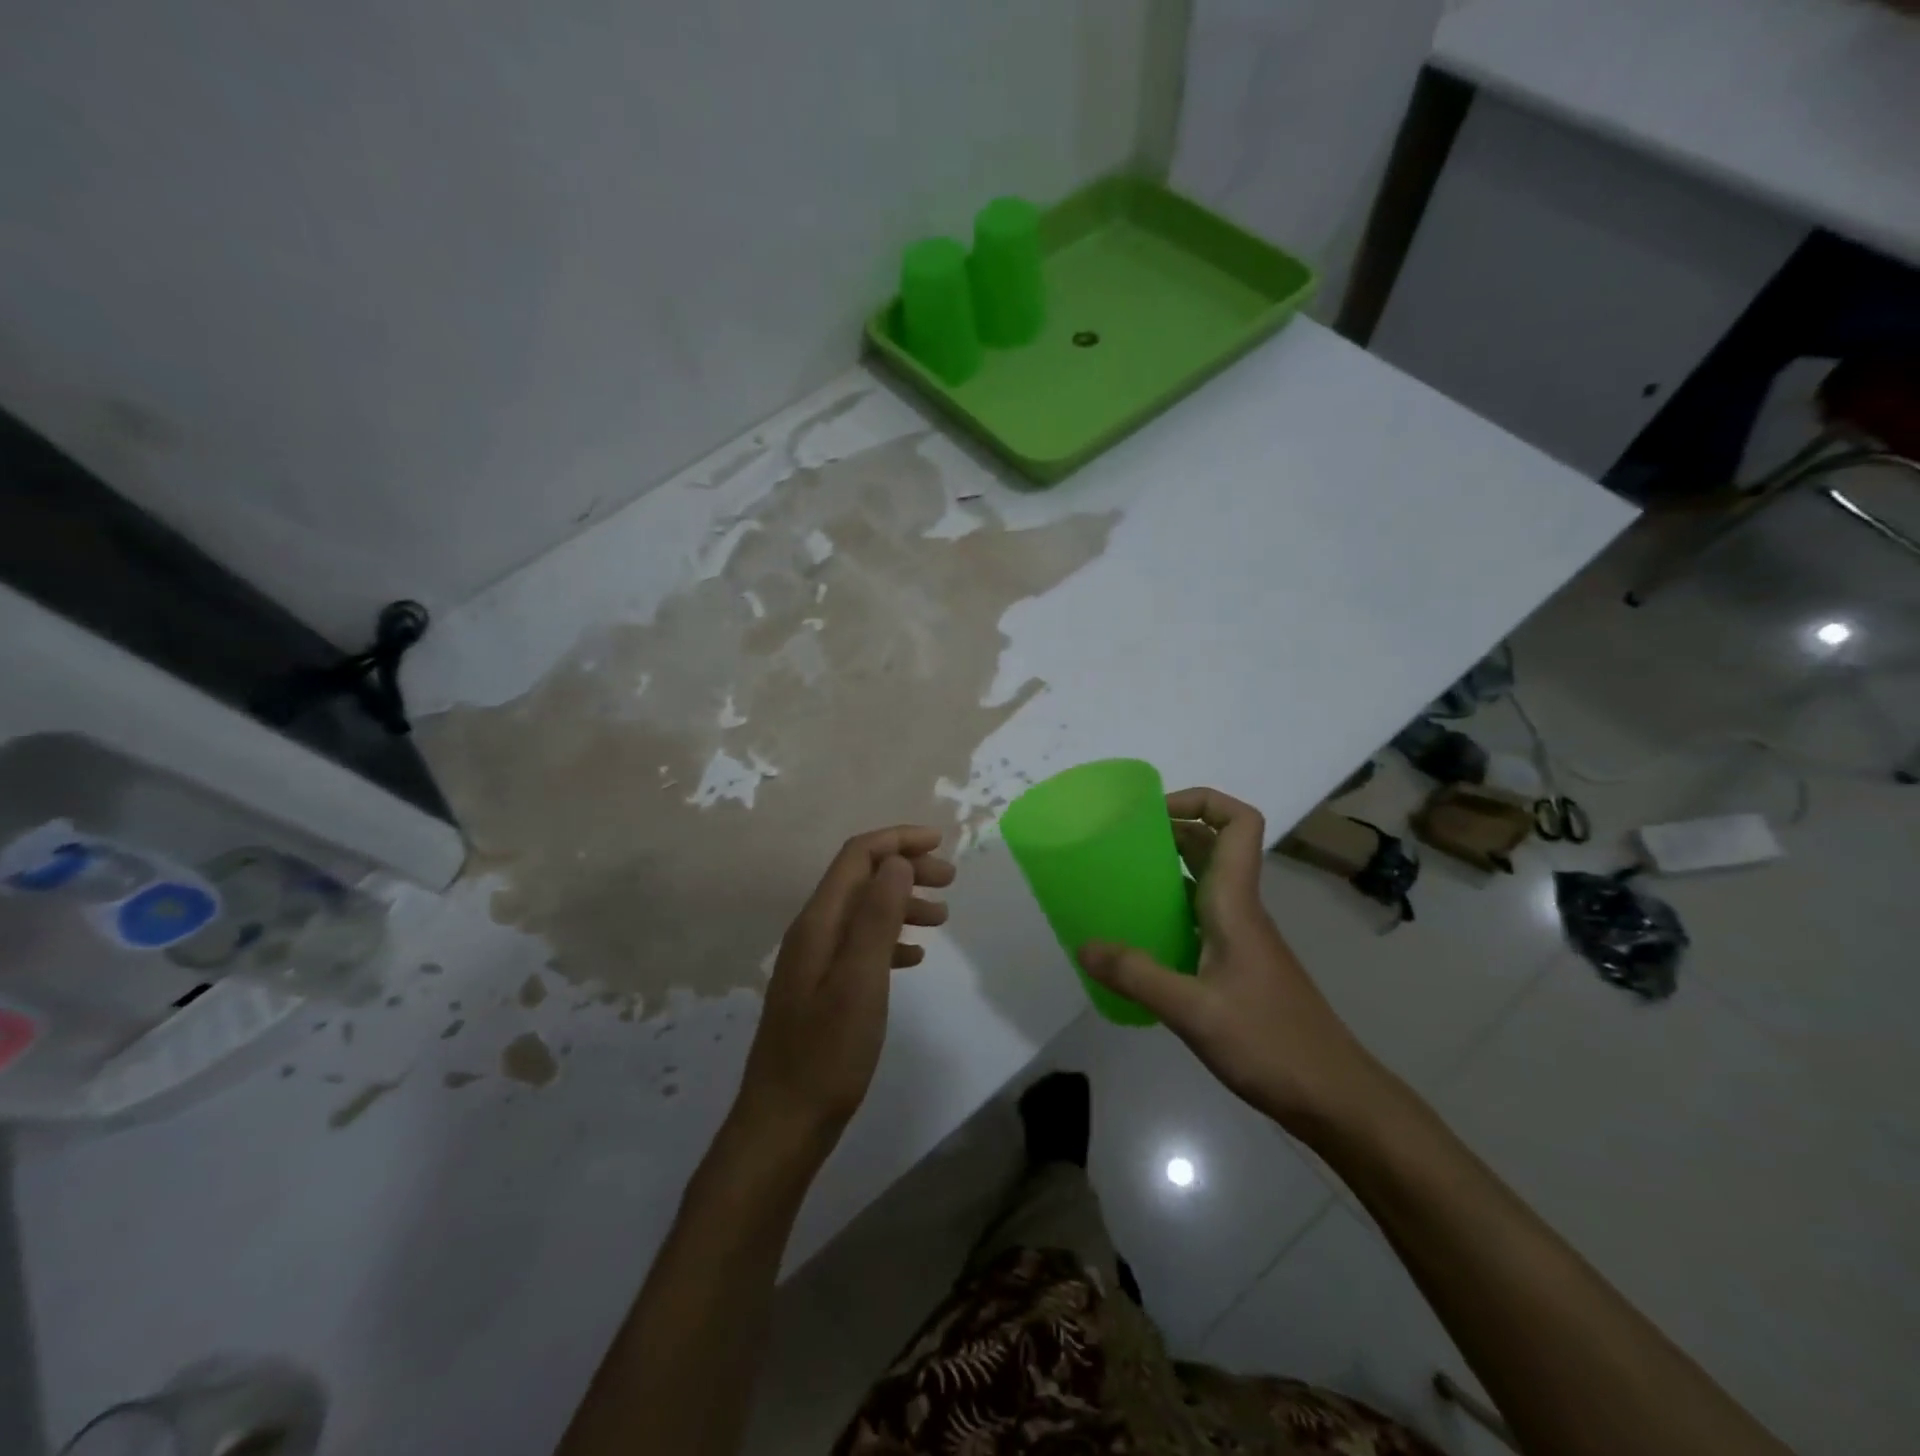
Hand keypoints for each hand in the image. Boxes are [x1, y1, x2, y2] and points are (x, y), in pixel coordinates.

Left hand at [733, 826, 953, 1159]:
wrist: (784, 1124)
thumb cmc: (827, 1053)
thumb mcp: (860, 981)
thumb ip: (877, 917)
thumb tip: (897, 860)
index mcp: (818, 923)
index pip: (857, 856)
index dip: (897, 840)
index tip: (941, 843)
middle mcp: (813, 932)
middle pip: (861, 878)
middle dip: (905, 868)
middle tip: (950, 880)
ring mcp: (815, 962)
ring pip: (864, 911)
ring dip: (902, 903)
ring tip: (942, 917)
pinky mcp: (822, 990)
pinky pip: (861, 946)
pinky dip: (891, 939)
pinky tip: (914, 957)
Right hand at [1079, 788, 1389, 1141]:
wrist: (1333, 1097)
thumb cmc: (1270, 1043)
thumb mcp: (1193, 1011)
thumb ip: (1136, 976)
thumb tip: (1083, 946)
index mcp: (1236, 903)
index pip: (1238, 823)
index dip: (1201, 801)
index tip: (1153, 812)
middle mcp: (1240, 909)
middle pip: (1214, 844)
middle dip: (1170, 830)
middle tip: (1119, 843)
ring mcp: (1242, 938)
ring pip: (1205, 881)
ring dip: (1167, 869)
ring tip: (1119, 882)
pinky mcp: (1238, 965)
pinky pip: (1200, 917)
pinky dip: (1170, 911)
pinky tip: (1141, 939)